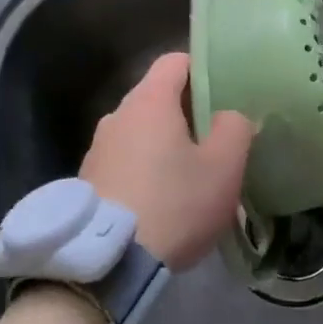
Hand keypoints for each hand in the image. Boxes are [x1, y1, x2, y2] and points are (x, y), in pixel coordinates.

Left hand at [79, 52, 253, 269]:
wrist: (108, 262)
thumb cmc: (174, 204)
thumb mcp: (223, 168)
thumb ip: (234, 129)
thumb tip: (230, 116)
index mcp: (149, 101)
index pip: (175, 61)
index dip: (202, 69)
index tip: (224, 93)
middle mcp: (117, 114)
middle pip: (157, 96)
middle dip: (186, 112)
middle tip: (215, 138)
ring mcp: (97, 147)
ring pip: (140, 130)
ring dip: (164, 143)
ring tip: (189, 174)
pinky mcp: (88, 180)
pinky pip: (124, 159)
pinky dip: (144, 168)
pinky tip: (161, 199)